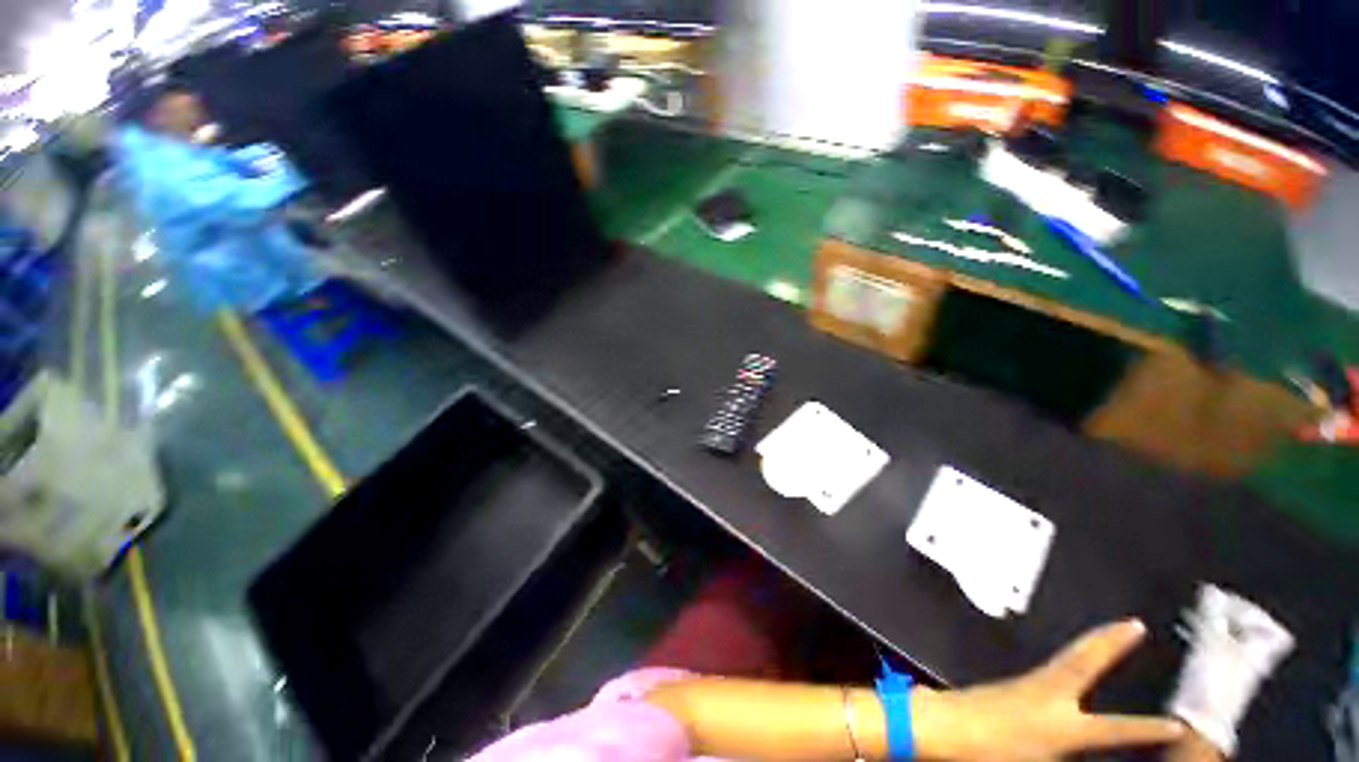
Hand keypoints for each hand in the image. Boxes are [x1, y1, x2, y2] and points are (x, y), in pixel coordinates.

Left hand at [914, 619, 1184, 760]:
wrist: (942, 725)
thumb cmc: (990, 751)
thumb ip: (1068, 753)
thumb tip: (1088, 748)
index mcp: (1062, 723)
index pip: (1116, 729)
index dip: (1149, 729)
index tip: (1180, 725)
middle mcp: (1048, 695)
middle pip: (1084, 660)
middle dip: (1112, 641)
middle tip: (1134, 622)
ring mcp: (1028, 683)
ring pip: (1067, 657)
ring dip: (1092, 643)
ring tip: (1111, 631)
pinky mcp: (1012, 683)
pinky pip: (1052, 666)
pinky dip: (1071, 658)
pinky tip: (1071, 664)